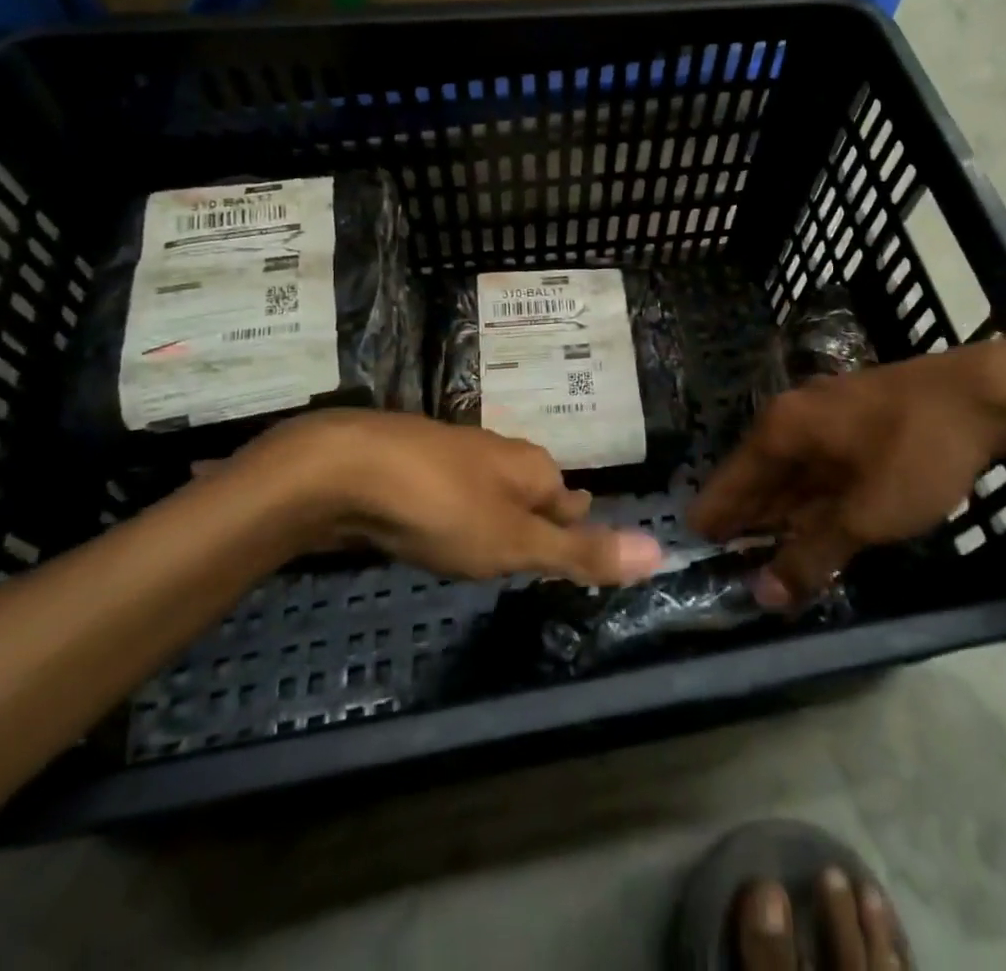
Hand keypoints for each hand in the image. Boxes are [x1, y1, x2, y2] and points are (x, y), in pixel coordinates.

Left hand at [227, 411, 664, 585]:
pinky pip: (446, 494)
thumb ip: (581, 552)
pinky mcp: (408, 467)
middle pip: (531, 490)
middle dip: (538, 516)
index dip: (576, 526)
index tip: (579, 550)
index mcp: (531, 466)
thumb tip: (661, 551)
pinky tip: (437, 530)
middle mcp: (497, 453)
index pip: (571, 500)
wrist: (344, 470)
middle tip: (538, 550)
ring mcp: (450, 455)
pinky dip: (452, 514)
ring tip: (494, 545)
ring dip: (494, 514)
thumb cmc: (442, 508)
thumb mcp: (516, 543)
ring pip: (487, 489)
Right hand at [691, 343, 1005, 606]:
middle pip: (759, 473)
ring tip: (766, 546)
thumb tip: (764, 596)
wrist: (984, 394)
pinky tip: (816, 519)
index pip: (730, 479)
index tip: (693, 544)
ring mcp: (830, 414)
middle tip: (728, 556)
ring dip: (782, 509)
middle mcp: (796, 416)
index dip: (714, 514)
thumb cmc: (913, 451)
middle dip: (747, 516)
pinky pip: (822, 465)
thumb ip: (812, 555)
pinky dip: (814, 497)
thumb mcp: (865, 515)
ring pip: (794, 470)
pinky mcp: (860, 419)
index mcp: (782, 430)